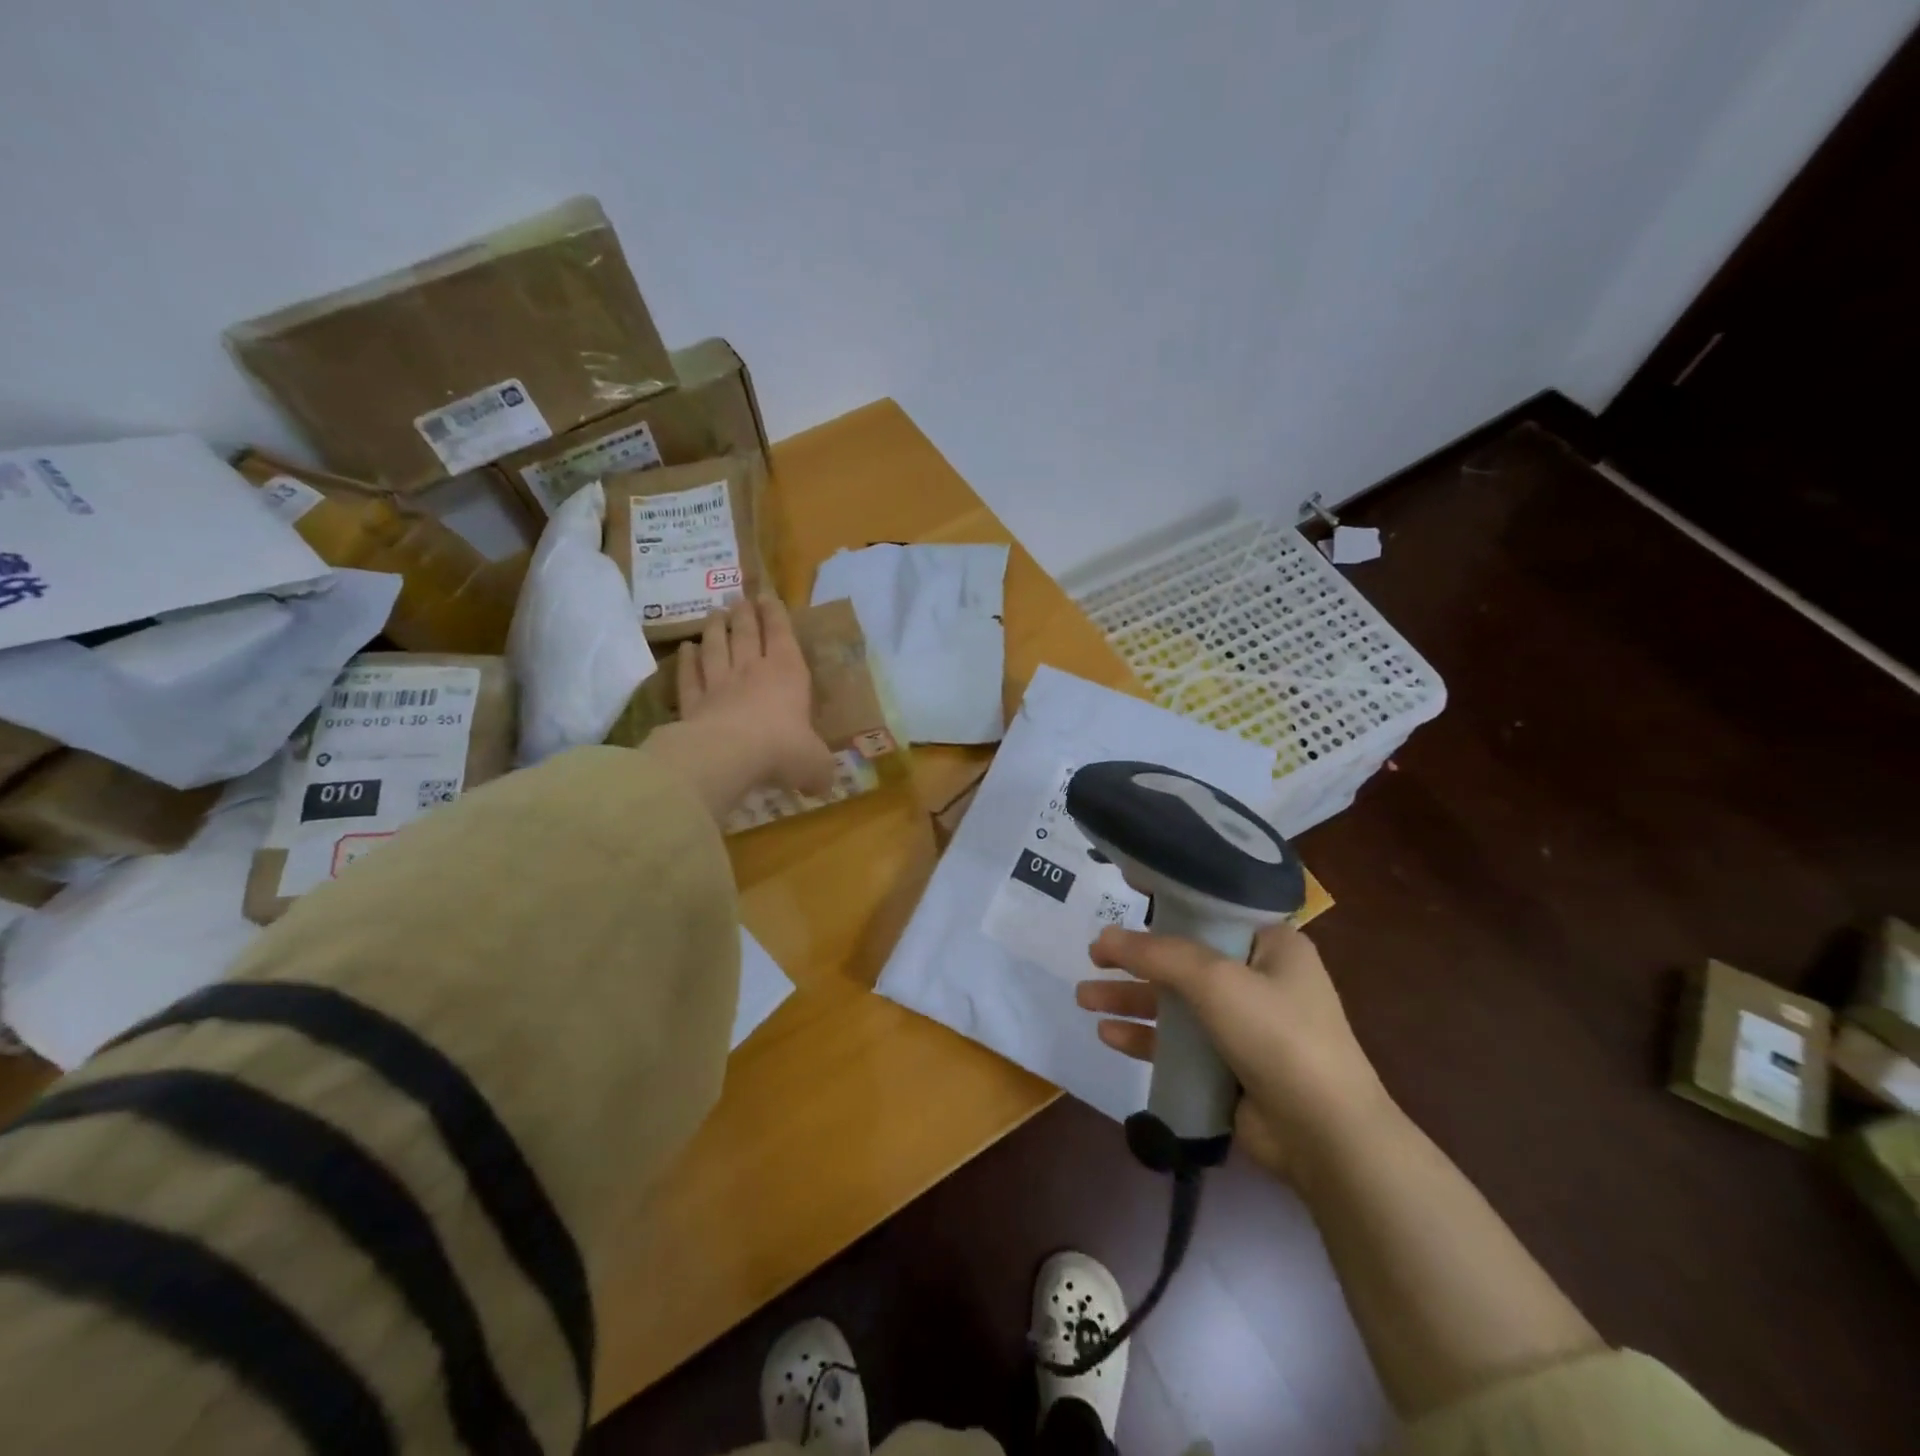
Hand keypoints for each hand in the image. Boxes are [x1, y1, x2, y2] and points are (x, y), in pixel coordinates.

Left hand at [676, 598, 836, 796]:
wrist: (730, 756)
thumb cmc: (783, 749)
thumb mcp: (815, 764)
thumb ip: (819, 770)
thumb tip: (824, 784)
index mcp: (788, 674)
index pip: (782, 635)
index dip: (776, 613)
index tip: (767, 595)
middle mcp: (752, 671)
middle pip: (746, 634)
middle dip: (745, 614)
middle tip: (740, 598)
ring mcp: (719, 685)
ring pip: (716, 648)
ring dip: (716, 629)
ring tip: (714, 613)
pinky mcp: (693, 703)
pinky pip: (690, 676)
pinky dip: (687, 661)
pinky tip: (686, 649)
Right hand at [1076, 922, 1392, 1178]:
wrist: (1326, 1135)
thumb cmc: (1278, 1036)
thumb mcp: (1217, 980)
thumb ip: (1157, 955)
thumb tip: (1104, 937)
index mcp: (1273, 946)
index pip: (1211, 916)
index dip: (1165, 911)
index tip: (1122, 907)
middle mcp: (1260, 979)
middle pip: (1184, 960)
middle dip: (1136, 961)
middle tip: (1092, 957)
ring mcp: (1245, 1026)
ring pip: (1176, 1003)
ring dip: (1131, 1000)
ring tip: (1084, 998)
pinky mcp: (1229, 1067)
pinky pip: (1178, 1044)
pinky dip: (1145, 1037)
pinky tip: (1108, 1035)